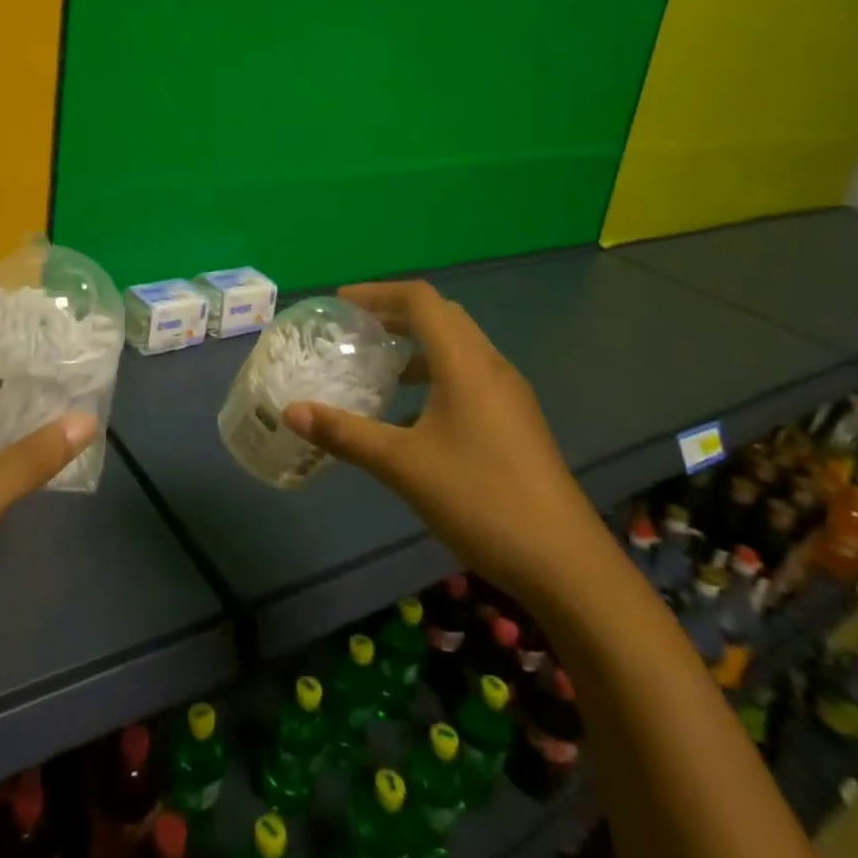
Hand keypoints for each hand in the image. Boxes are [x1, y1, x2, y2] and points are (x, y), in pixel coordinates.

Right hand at [282, 281, 605, 602]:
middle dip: (397, 314)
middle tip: (356, 329)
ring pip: (459, 347)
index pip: (422, 300)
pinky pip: (470, 375)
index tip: (340, 303)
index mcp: (466, 363)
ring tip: (379, 367)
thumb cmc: (480, 499)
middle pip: (443, 317)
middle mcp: (492, 367)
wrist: (565, 563)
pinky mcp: (516, 422)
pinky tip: (413, 413)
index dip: (378, 293)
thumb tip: (291, 411)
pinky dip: (436, 373)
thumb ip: (345, 434)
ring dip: (418, 345)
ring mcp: (509, 395)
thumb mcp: (402, 465)